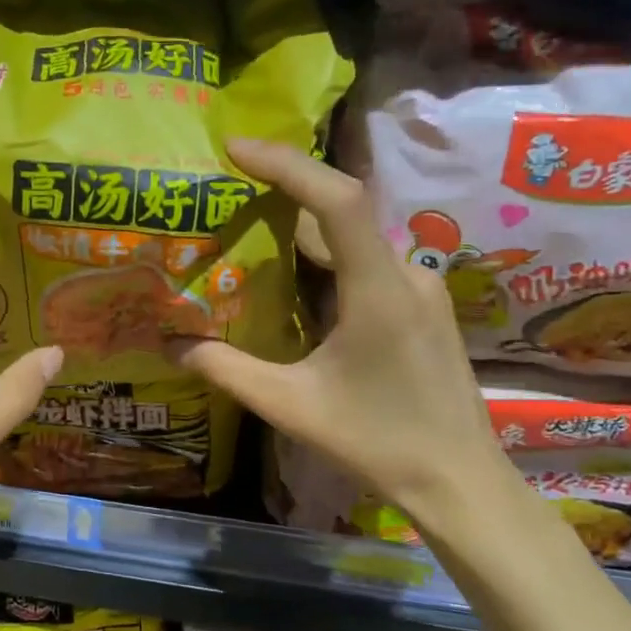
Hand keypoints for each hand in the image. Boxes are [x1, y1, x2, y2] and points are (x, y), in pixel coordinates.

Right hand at [174, 139, 512, 529]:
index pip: (337, 201)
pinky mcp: (423, 305)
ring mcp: (422, 288)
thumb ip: (227, 369)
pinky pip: (368, 261)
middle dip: (283, 190)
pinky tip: (295, 279)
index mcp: (378, 290)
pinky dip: (327, 256)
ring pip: (355, 237)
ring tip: (250, 227)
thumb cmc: (377, 442)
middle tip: (227, 187)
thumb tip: (170, 343)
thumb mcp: (290, 406)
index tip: (236, 149)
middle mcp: (407, 274)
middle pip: (341, 212)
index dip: (287, 164)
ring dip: (304, 227)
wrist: (460, 481)